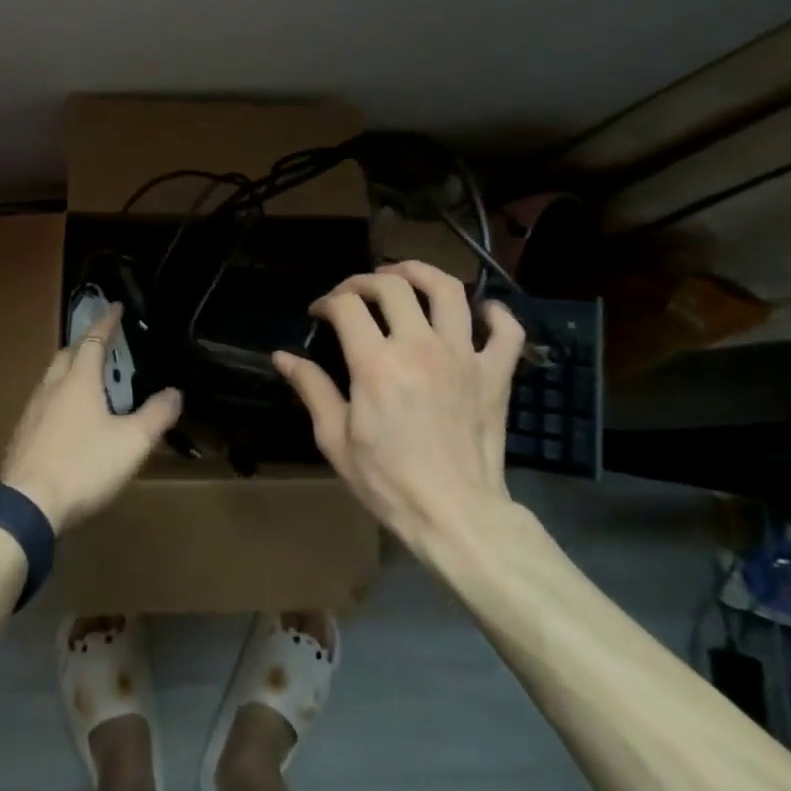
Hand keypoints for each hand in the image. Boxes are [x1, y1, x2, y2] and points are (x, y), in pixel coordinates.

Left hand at [0, 304, 182, 535]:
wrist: (28, 507)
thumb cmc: (84, 466)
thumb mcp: (132, 442)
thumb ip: (156, 415)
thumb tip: (175, 392)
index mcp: (78, 381)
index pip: (93, 340)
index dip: (106, 322)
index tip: (115, 307)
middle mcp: (51, 388)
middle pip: (67, 355)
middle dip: (84, 344)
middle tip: (101, 343)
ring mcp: (31, 412)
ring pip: (51, 379)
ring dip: (68, 370)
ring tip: (85, 379)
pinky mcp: (21, 436)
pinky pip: (42, 404)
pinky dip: (57, 398)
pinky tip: (65, 418)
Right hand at [274, 260, 524, 557]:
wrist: (456, 517)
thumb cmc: (388, 482)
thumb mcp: (335, 440)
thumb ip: (311, 389)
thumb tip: (283, 356)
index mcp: (376, 363)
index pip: (346, 306)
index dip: (327, 302)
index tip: (318, 313)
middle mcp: (420, 347)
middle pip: (393, 286)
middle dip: (365, 280)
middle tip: (353, 293)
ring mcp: (463, 357)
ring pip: (448, 291)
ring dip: (422, 273)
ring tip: (405, 276)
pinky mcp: (495, 375)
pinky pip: (506, 331)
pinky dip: (496, 314)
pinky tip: (481, 311)